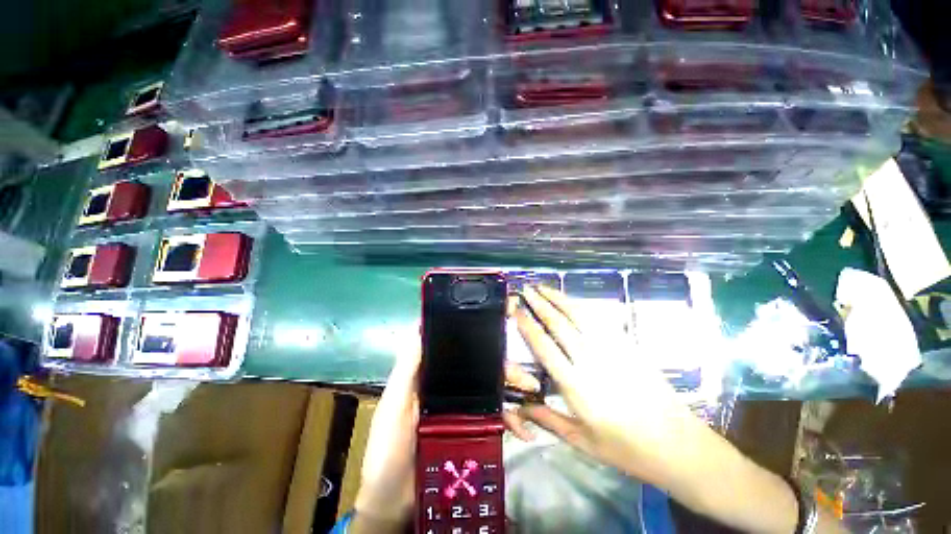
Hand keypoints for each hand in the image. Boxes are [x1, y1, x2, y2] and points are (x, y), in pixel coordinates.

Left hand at [352, 345, 539, 533]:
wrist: (395, 503)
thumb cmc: (389, 448)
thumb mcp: (394, 403)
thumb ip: (406, 368)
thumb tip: (420, 326)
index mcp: (430, 376)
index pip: (457, 350)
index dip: (478, 340)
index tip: (500, 335)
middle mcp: (449, 387)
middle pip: (481, 370)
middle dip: (504, 369)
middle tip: (526, 378)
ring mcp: (462, 409)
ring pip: (491, 392)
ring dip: (513, 393)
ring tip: (533, 398)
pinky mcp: (470, 431)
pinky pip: (494, 420)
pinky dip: (511, 422)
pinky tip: (524, 430)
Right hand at [506, 285, 704, 487]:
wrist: (678, 445)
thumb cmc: (626, 448)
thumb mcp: (582, 442)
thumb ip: (548, 419)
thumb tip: (520, 406)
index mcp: (577, 386)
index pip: (545, 347)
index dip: (528, 326)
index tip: (517, 311)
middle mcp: (591, 361)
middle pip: (560, 324)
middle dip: (540, 304)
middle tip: (526, 290)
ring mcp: (612, 350)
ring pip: (580, 316)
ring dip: (560, 299)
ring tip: (544, 288)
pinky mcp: (628, 346)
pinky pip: (600, 320)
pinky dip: (582, 307)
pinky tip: (573, 301)